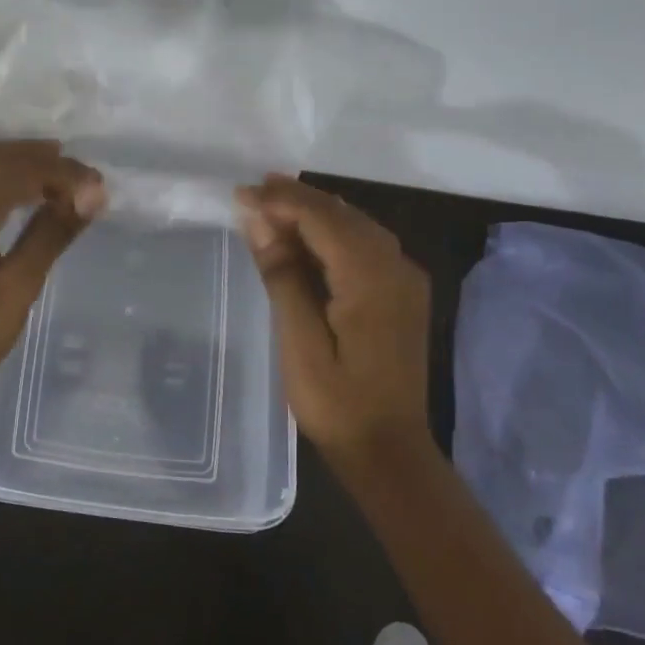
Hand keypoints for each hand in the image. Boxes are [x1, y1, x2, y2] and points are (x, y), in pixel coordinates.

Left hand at [0, 141, 103, 418]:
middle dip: (43, 160)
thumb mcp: (15, 289)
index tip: (101, 187)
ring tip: (59, 174)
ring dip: (18, 163)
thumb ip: (50, 234)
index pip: (23, 171)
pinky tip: (15, 190)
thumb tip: (91, 195)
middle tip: (85, 176)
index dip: (66, 174)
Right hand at [236, 175, 431, 465]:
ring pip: (355, 225)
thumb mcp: (299, 340)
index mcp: (371, 277)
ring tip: (271, 204)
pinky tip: (305, 236)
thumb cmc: (337, 402)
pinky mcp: (402, 293)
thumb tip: (258, 220)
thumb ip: (282, 274)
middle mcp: (396, 266)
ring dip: (314, 212)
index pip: (322, 218)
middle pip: (342, 214)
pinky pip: (365, 245)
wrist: (389, 452)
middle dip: (296, 199)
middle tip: (252, 192)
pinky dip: (331, 233)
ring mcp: (404, 279)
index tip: (240, 194)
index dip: (280, 201)